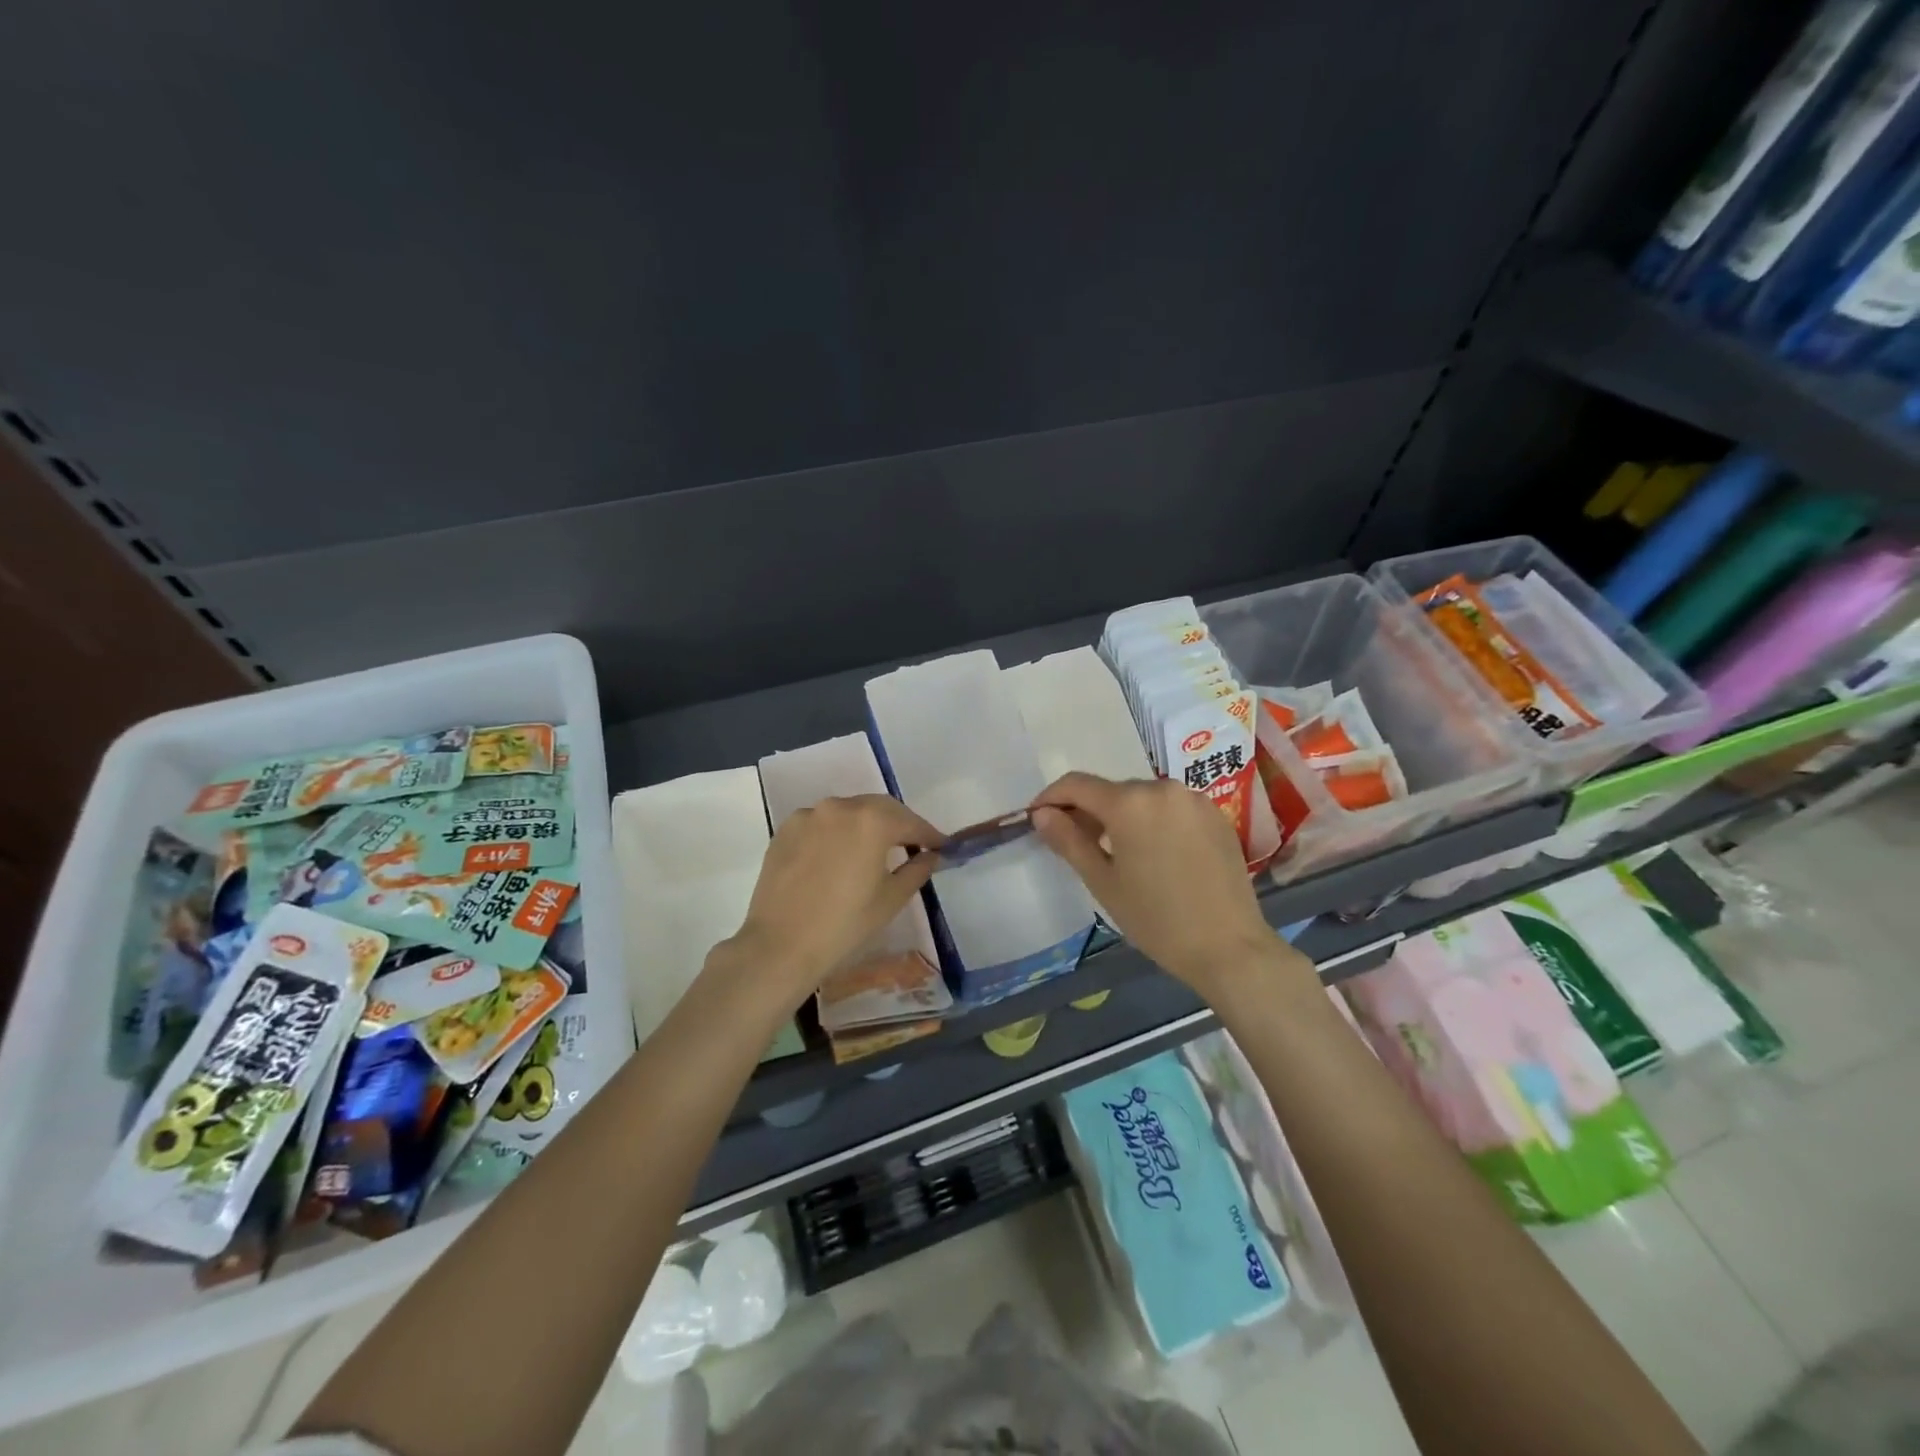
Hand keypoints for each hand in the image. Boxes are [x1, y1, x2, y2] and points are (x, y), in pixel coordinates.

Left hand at [721, 794, 942, 1011]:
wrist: (780, 945)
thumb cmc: (845, 925)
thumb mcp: (891, 899)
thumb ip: (917, 869)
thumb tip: (931, 855)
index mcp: (872, 821)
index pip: (910, 822)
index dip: (929, 835)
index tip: (941, 846)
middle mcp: (840, 807)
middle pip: (879, 808)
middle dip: (899, 824)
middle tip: (913, 844)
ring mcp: (808, 815)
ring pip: (848, 812)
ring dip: (866, 825)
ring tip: (875, 849)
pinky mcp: (786, 830)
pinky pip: (821, 823)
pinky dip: (836, 832)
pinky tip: (839, 855)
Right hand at [1030, 772, 1303, 997]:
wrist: (1229, 947)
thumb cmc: (1156, 919)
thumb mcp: (1103, 881)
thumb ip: (1068, 840)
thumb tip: (1041, 813)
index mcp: (1130, 802)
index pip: (1077, 785)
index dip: (1051, 797)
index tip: (1037, 817)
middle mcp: (1162, 788)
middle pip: (1111, 790)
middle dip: (1087, 810)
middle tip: (1074, 843)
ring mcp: (1194, 799)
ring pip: (1142, 798)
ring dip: (1120, 816)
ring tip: (1114, 852)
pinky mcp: (1215, 814)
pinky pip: (1170, 808)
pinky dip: (1152, 821)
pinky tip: (1152, 854)